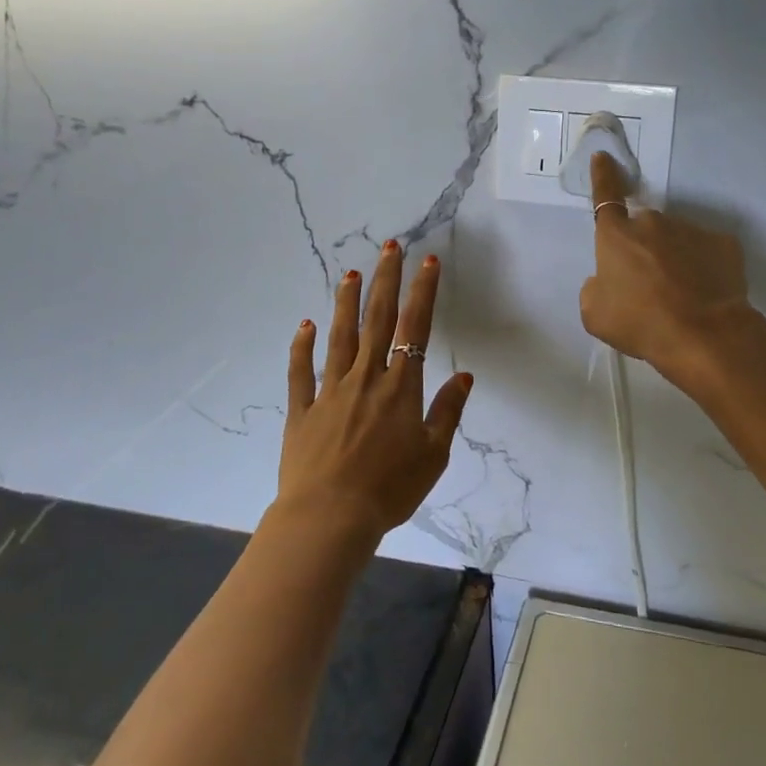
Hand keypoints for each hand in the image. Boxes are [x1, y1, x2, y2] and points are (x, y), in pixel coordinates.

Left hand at [279, 240, 473, 539]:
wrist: (329, 518)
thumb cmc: (389, 489)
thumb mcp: (433, 455)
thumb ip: (447, 411)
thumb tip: (464, 376)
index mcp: (400, 388)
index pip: (414, 328)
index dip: (422, 292)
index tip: (427, 262)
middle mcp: (366, 378)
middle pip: (377, 320)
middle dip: (385, 280)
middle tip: (388, 247)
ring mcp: (330, 391)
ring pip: (340, 337)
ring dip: (346, 302)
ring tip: (350, 272)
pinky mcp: (302, 410)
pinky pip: (301, 373)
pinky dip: (302, 347)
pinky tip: (305, 326)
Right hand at [581, 152, 752, 380]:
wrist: (704, 335)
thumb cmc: (641, 323)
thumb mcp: (596, 314)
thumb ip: (594, 288)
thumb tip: (606, 280)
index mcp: (617, 235)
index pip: (605, 196)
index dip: (603, 176)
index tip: (604, 157)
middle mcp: (653, 223)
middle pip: (643, 230)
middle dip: (643, 249)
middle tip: (648, 285)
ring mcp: (691, 229)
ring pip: (676, 241)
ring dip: (674, 259)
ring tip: (680, 296)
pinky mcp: (723, 244)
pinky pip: (706, 252)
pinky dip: (703, 267)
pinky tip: (704, 294)